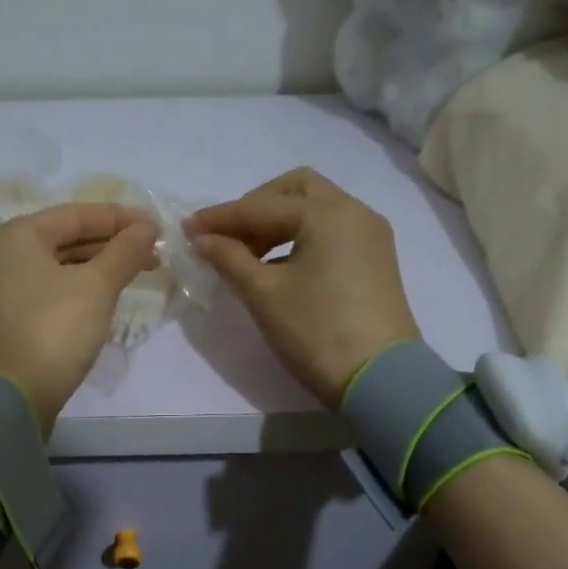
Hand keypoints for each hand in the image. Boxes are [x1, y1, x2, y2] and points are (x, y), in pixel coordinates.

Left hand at [0, 203, 160, 433]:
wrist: (11, 398)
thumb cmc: (53, 330)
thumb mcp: (96, 287)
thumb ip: (125, 252)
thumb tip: (147, 228)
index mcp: (15, 236)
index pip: (76, 215)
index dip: (121, 218)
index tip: (157, 227)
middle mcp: (2, 255)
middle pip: (66, 238)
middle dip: (112, 244)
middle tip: (154, 253)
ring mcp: (2, 290)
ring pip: (60, 266)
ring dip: (99, 267)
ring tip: (139, 272)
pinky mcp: (10, 319)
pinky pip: (51, 290)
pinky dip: (81, 287)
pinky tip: (108, 295)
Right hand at [186, 168, 419, 406]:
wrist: (380, 378)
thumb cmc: (316, 331)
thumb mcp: (264, 294)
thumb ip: (229, 258)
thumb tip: (203, 240)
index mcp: (327, 213)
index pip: (262, 206)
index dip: (221, 217)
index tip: (188, 228)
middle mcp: (354, 211)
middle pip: (296, 190)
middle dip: (256, 207)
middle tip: (228, 237)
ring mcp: (370, 235)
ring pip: (316, 209)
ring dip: (278, 223)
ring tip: (248, 256)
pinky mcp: (375, 258)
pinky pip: (331, 231)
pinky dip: (301, 238)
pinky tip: (279, 267)